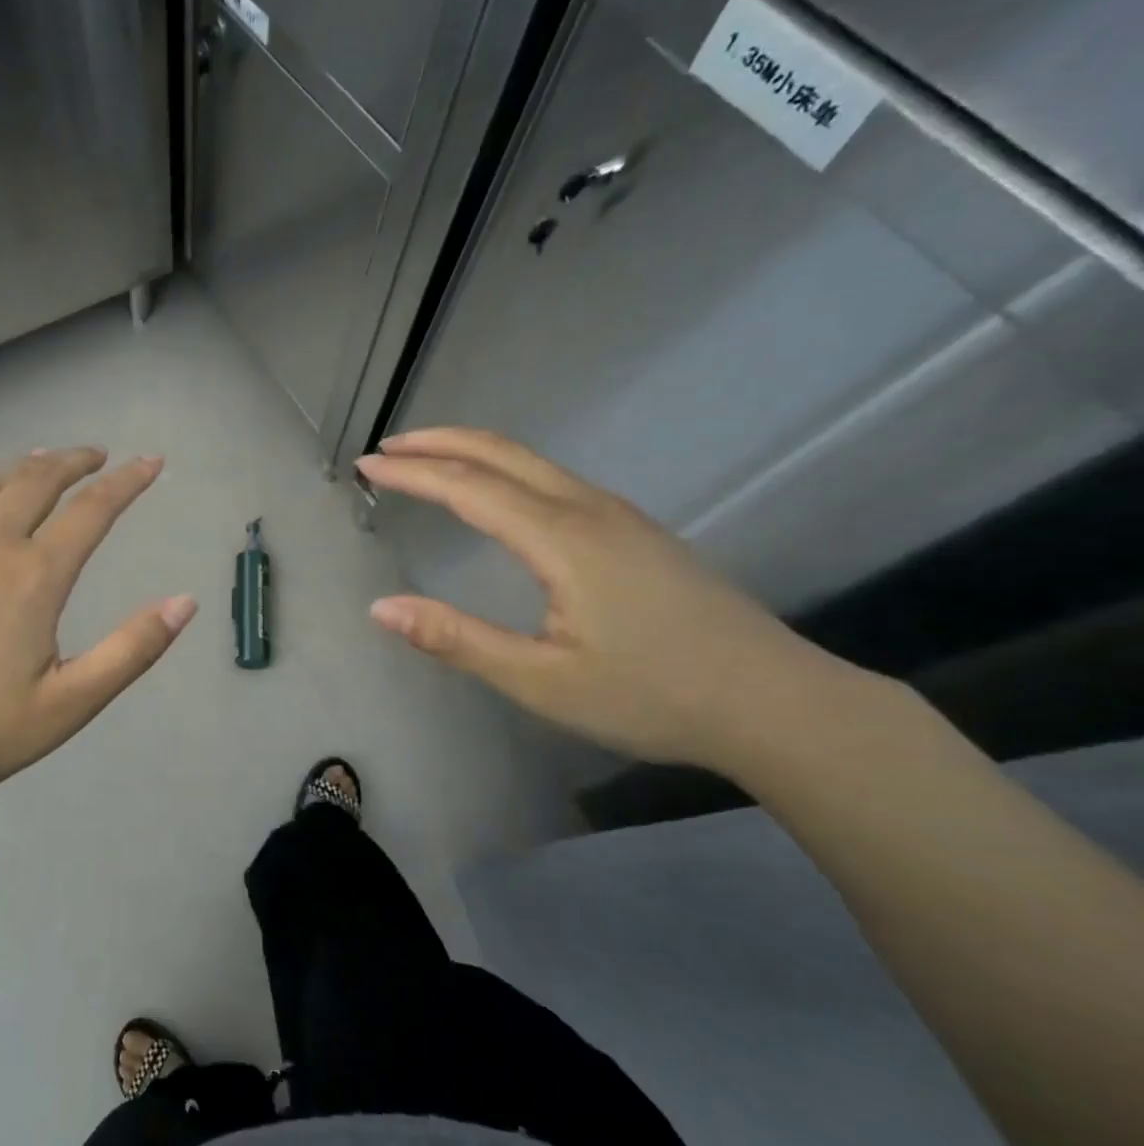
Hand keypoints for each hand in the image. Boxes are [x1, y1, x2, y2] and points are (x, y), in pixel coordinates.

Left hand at [0, 448, 195, 809]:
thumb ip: (132, 650)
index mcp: (34, 577)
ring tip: (39, 461)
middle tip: (95, 455)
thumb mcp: (71, 703)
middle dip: (72, 461)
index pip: (92, 511)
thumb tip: (185, 602)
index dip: (127, 482)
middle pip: (36, 483)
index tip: (151, 462)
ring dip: (19, 471)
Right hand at [357, 427, 852, 773]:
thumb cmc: (653, 696)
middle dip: (439, 442)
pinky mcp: (636, 531)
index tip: (367, 466)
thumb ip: (457, 639)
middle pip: (501, 453)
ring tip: (429, 461)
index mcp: (561, 539)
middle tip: (389, 448)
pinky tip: (498, 494)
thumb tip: (381, 608)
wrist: (777, 703)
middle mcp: (588, 510)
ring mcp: (619, 516)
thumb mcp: (541, 680)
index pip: (468, 487)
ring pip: (532, 462)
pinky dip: (506, 470)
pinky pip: (554, 480)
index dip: (413, 473)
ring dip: (473, 452)